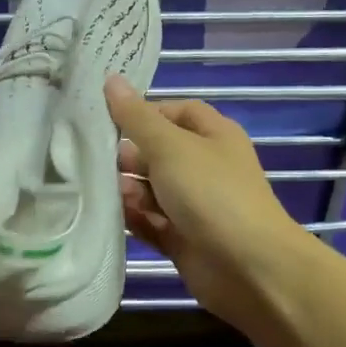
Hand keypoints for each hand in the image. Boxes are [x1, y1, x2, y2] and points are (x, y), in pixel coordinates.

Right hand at [107, 75, 308, 332]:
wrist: (249, 267)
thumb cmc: (211, 194)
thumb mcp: (170, 146)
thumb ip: (136, 118)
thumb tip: (111, 79)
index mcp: (213, 136)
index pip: (175, 112)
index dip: (143, 113)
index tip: (107, 120)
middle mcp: (205, 167)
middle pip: (159, 152)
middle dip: (129, 156)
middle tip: (97, 161)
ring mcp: (196, 206)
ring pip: (152, 190)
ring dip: (129, 190)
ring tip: (110, 194)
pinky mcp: (184, 239)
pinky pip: (153, 223)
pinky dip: (135, 219)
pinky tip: (114, 219)